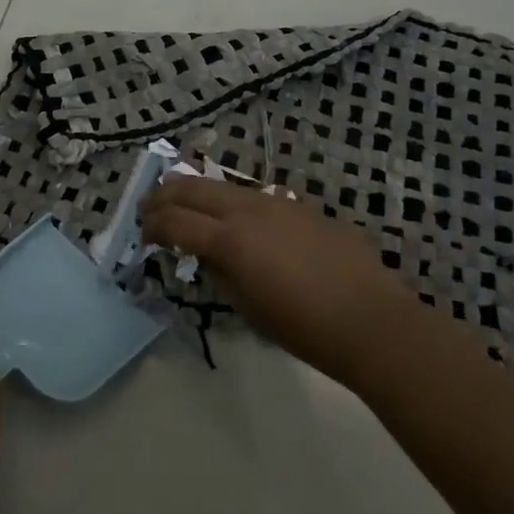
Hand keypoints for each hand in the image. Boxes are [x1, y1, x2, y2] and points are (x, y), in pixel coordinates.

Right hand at [140, 177, 420, 388]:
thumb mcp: (247, 305)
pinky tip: (236, 221)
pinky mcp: (299, 206)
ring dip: (197, 193)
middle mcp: (248, 209)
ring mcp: (276, 202)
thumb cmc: (303, 327)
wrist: (370, 320)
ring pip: (223, 186)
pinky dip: (231, 203)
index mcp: (230, 239)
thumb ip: (218, 271)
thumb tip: (204, 253)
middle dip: (164, 196)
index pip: (175, 221)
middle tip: (148, 208)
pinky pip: (254, 196)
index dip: (152, 226)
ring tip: (184, 205)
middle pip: (192, 188)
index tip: (143, 236)